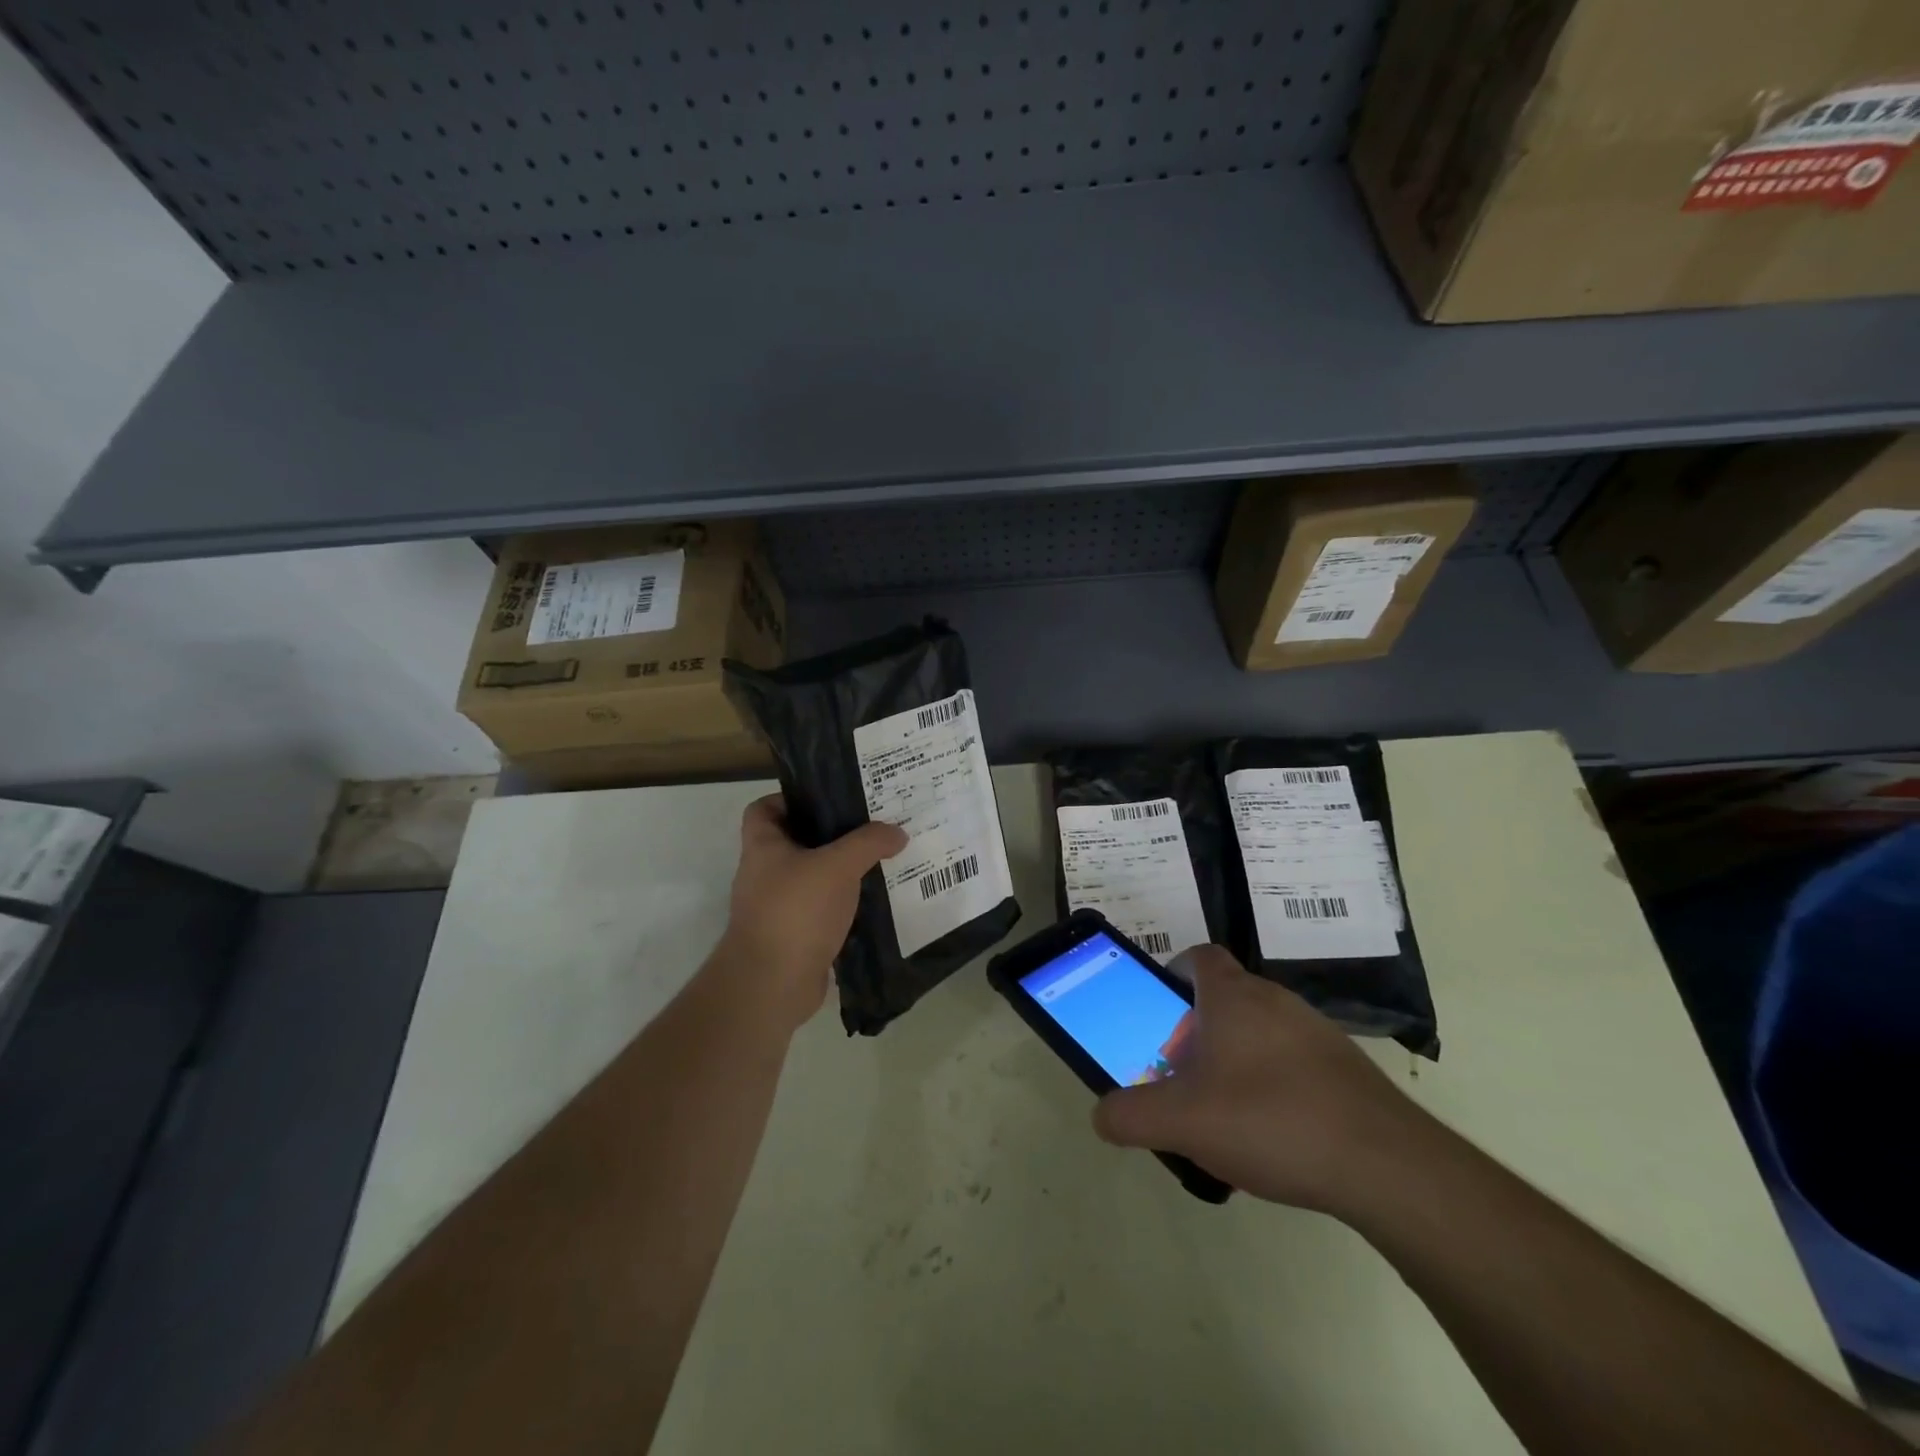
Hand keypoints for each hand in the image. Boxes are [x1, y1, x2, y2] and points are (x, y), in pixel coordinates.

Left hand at [716, 796, 907, 1031]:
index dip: (791, 798)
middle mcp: (765, 873)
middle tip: (871, 826)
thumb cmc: (796, 910)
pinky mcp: (795, 936)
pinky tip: (875, 901)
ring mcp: (778, 907)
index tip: (829, 799)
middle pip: (797, 842)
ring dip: (842, 872)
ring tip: (881, 860)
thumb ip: (869, 843)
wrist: (773, 984)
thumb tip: (897, 832)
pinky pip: (823, 910)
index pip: (764, 808)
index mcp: (763, 847)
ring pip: (814, 878)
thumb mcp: (838, 866)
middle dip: (832, 835)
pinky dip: (845, 905)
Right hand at [1094, 945, 1428, 1213]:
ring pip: (1261, 1032)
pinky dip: (1275, 1085)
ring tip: (1226, 1113)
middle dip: (1198, 1030)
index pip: (1199, 956)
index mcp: (1233, 996)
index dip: (1174, 974)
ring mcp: (1317, 1032)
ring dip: (1237, 1059)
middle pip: (1226, 998)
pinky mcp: (1346, 1069)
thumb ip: (1132, 1116)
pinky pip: (1294, 1062)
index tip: (1161, 1011)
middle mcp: (1276, 1000)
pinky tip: (1274, 1135)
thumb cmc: (1272, 1120)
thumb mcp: (1184, 1123)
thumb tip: (1101, 1115)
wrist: (1387, 1166)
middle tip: (1183, 1074)